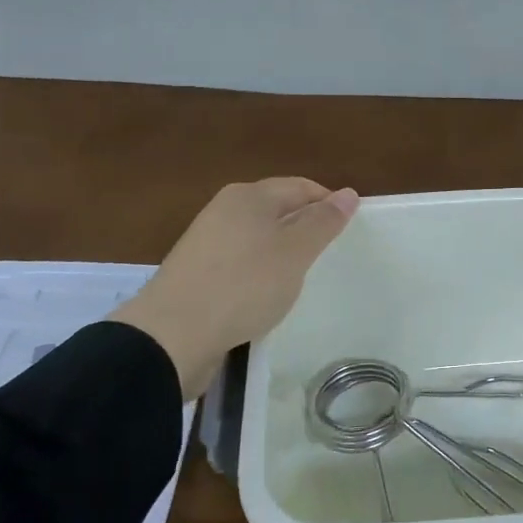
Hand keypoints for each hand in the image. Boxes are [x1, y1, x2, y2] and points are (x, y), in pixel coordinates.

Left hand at [111, 178, 358, 398]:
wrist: (173, 335)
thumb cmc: (244, 284)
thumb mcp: (295, 252)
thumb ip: (323, 222)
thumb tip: (348, 193)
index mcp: (249, 196)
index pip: (301, 187)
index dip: (328, 204)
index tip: (349, 231)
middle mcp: (225, 210)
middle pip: (278, 209)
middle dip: (305, 228)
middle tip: (328, 256)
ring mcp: (206, 242)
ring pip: (259, 238)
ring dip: (282, 253)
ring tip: (300, 278)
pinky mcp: (196, 274)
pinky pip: (241, 263)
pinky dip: (259, 274)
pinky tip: (266, 297)